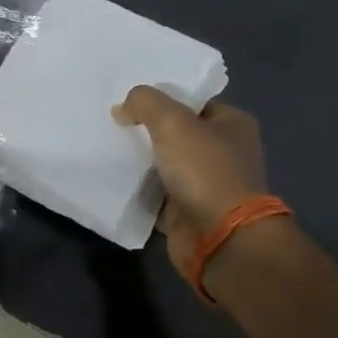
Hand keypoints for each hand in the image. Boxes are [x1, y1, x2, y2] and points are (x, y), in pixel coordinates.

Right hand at [113, 88, 272, 281]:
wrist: (221, 239)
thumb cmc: (205, 170)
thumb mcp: (172, 121)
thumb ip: (144, 102)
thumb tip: (123, 109)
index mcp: (232, 124)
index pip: (191, 102)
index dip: (162, 97)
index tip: (129, 98)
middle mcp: (223, 152)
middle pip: (176, 132)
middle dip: (146, 128)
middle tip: (112, 120)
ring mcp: (206, 184)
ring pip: (164, 163)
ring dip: (140, 159)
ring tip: (106, 144)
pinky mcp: (188, 212)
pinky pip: (155, 193)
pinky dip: (138, 188)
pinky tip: (112, 176)